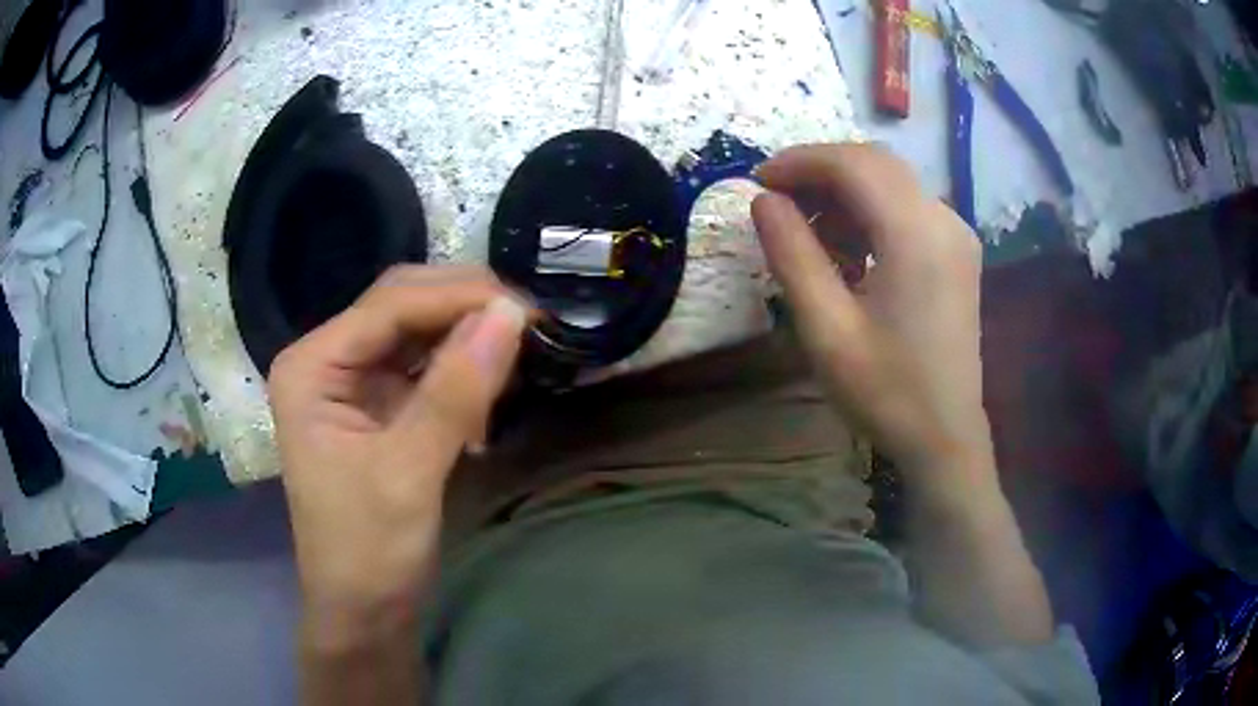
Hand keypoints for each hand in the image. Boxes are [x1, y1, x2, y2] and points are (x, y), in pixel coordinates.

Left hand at [268, 265, 529, 647]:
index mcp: (312, 366)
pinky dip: (460, 366)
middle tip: (529, 322)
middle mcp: (327, 360)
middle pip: (400, 305)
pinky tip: (492, 375)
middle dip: (463, 306)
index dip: (458, 297)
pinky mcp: (377, 406)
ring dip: (466, 333)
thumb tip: (511, 313)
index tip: (527, 308)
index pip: (389, 305)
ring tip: (519, 344)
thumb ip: (456, 390)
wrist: (364, 611)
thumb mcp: (409, 471)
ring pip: (415, 331)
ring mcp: (351, 382)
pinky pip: (423, 366)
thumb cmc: (369, 549)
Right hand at [751, 144, 992, 486]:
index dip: (800, 161)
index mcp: (916, 235)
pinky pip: (907, 208)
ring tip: (808, 234)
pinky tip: (848, 250)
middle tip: (777, 202)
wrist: (945, 438)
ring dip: (844, 193)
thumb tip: (764, 200)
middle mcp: (944, 220)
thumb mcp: (826, 329)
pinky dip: (869, 212)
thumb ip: (792, 254)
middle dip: (820, 171)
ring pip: (891, 182)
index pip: (854, 164)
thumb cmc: (886, 392)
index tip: (758, 181)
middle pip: (875, 163)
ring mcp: (956, 234)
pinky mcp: (957, 251)